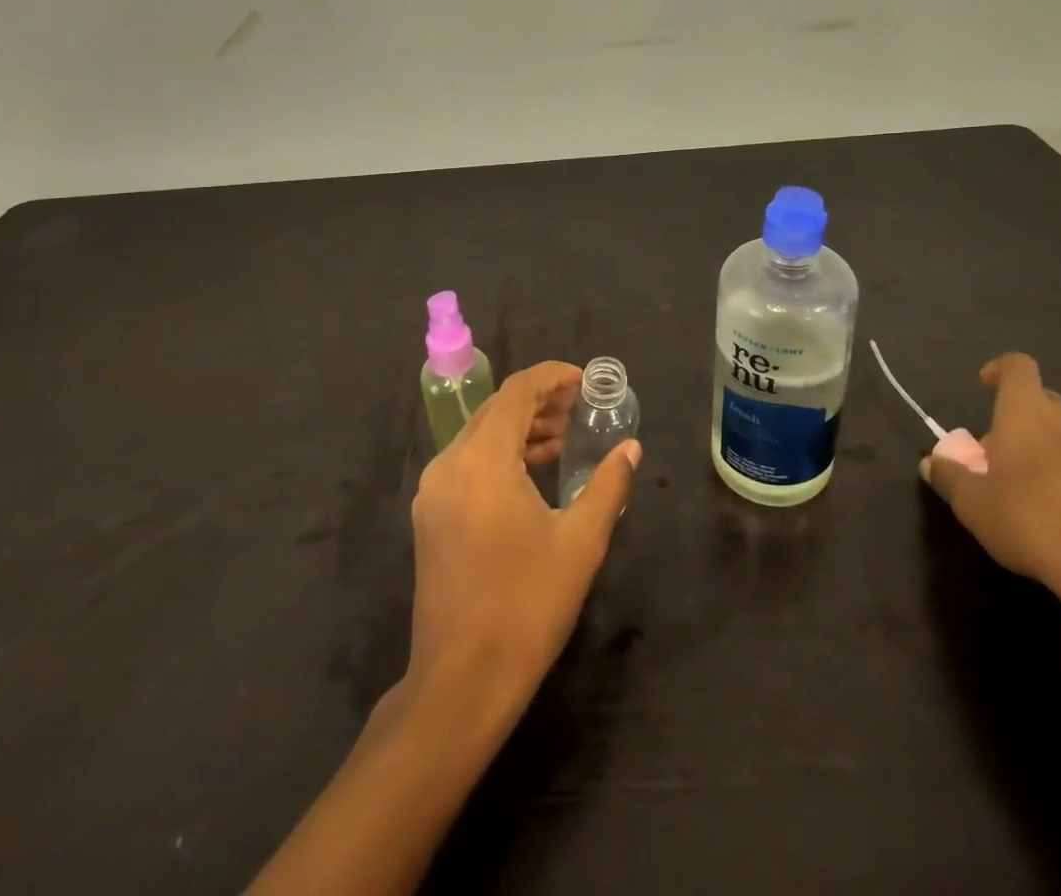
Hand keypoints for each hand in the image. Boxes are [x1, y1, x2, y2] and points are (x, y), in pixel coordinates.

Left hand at [407, 361, 640, 719]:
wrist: (460, 682)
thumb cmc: (526, 606)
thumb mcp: (580, 542)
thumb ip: (608, 485)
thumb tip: (630, 448)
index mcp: (482, 460)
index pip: (516, 392)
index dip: (552, 378)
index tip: (585, 381)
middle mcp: (449, 464)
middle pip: (496, 410)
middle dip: (539, 402)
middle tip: (581, 408)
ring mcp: (433, 492)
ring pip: (480, 436)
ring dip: (521, 428)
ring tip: (564, 437)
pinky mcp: (430, 516)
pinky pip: (469, 463)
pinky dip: (502, 454)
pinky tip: (533, 472)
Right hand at [922, 353, 1060, 600]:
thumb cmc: (1031, 521)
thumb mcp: (972, 504)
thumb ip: (948, 477)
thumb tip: (931, 462)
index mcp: (1029, 413)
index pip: (1018, 367)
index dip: (999, 369)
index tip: (984, 384)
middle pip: (1044, 399)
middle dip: (1020, 416)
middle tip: (1000, 451)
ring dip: (1050, 443)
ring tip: (1033, 481)